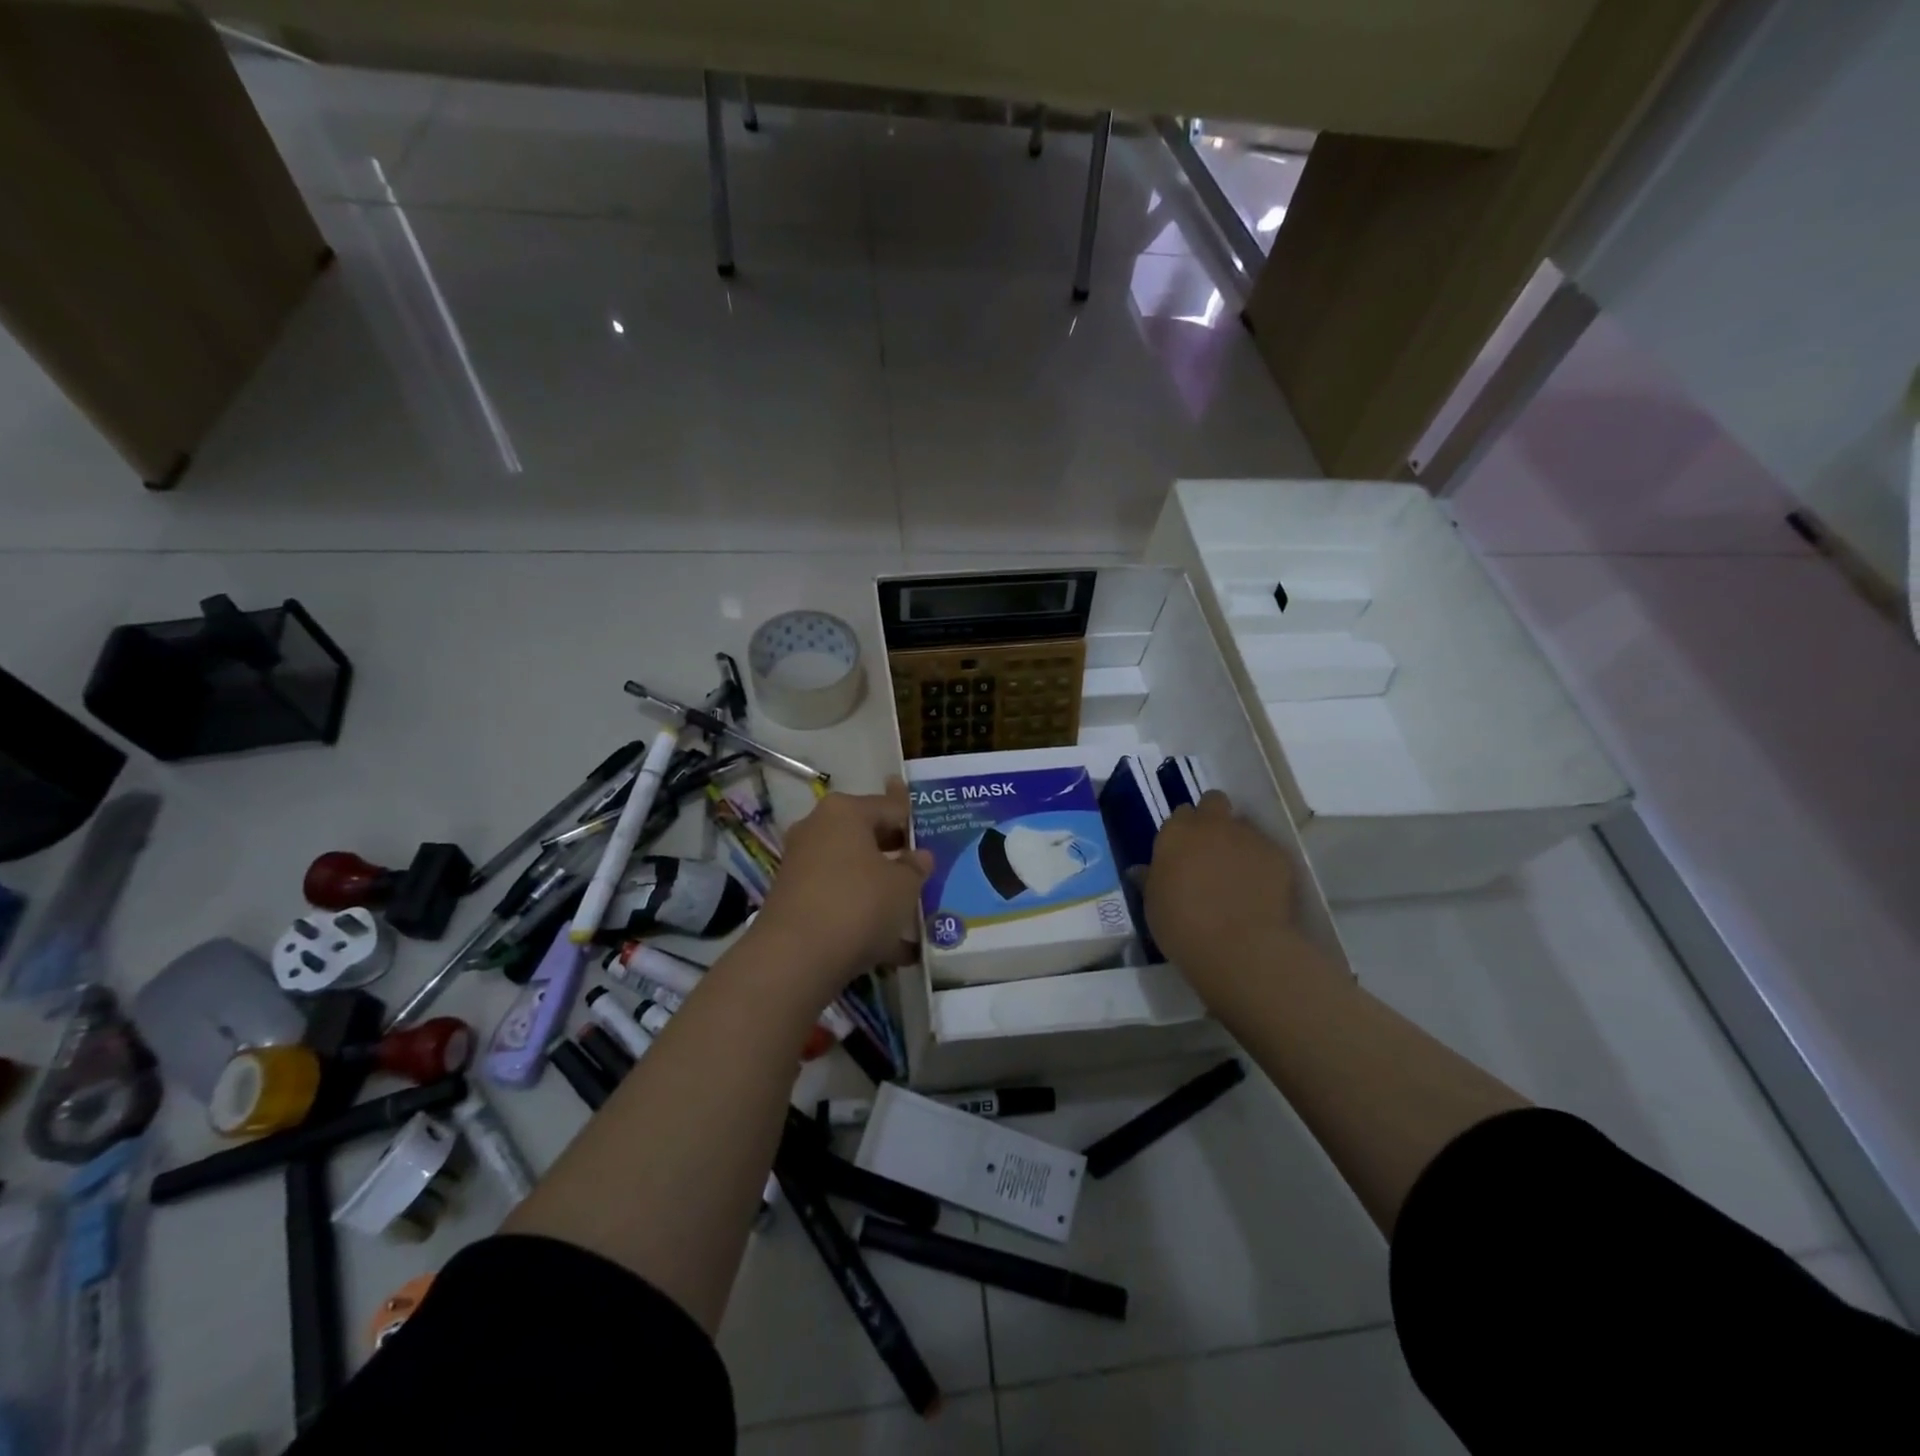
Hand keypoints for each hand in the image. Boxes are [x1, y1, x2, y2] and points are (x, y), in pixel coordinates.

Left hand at [746, 777, 931, 1003]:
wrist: (795, 958)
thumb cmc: (858, 904)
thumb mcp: (904, 886)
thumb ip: (916, 867)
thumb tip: (919, 856)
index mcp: (845, 811)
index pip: (891, 807)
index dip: (917, 825)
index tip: (937, 843)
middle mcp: (817, 829)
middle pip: (868, 837)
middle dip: (896, 858)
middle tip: (925, 876)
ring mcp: (801, 864)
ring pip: (853, 872)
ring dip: (880, 890)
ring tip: (912, 916)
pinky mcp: (793, 899)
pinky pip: (838, 898)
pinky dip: (861, 915)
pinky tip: (890, 947)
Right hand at [1143, 791, 1301, 1001]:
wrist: (1240, 947)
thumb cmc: (1182, 926)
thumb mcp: (1154, 905)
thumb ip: (1150, 880)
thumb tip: (1139, 871)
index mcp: (1176, 833)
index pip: (1180, 814)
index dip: (1183, 831)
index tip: (1183, 851)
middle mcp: (1212, 825)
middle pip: (1214, 802)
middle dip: (1212, 817)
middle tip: (1210, 849)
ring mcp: (1248, 837)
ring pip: (1243, 827)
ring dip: (1238, 841)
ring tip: (1237, 875)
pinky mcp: (1278, 856)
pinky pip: (1267, 852)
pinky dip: (1262, 864)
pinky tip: (1259, 891)